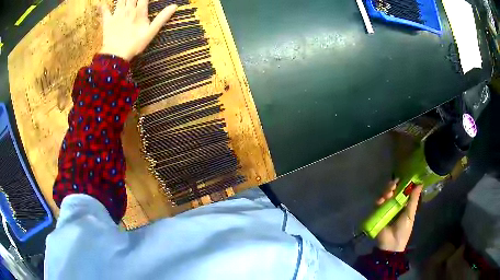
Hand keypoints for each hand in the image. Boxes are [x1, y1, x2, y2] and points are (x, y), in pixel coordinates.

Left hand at [100, 0, 177, 60]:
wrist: (116, 55)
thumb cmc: (135, 45)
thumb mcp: (151, 32)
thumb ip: (162, 18)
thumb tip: (175, 6)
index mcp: (139, 12)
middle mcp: (128, 10)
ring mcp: (117, 14)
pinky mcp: (107, 21)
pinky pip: (104, 10)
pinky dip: (102, 6)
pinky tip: (100, 3)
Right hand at [375, 179, 422, 251]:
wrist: (391, 244)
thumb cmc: (403, 230)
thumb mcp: (410, 214)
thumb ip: (413, 200)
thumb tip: (420, 184)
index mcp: (404, 204)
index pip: (403, 190)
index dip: (402, 183)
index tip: (403, 178)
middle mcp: (395, 204)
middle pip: (393, 190)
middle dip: (393, 185)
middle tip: (394, 185)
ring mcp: (385, 208)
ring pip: (385, 195)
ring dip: (386, 191)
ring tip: (388, 193)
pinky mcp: (377, 213)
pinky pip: (377, 204)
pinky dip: (379, 200)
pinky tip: (381, 200)